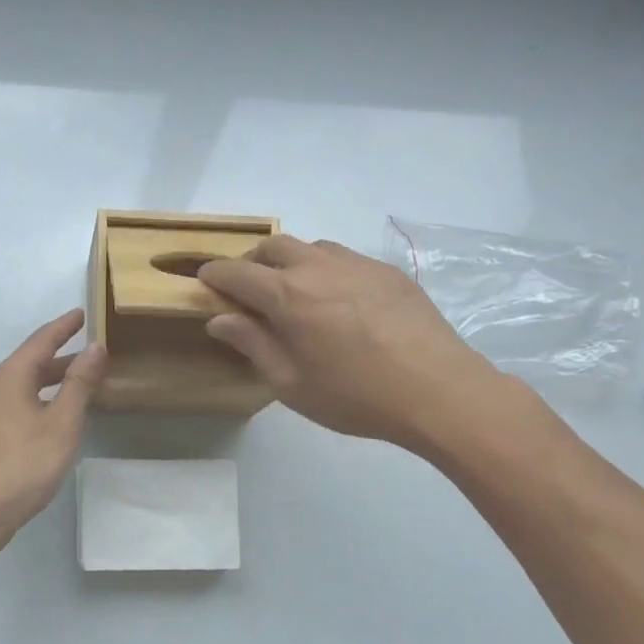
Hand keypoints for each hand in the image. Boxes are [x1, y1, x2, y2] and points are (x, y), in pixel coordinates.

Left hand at [0, 309, 106, 551]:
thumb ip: (79, 383)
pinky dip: (42, 398)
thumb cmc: (24, 463)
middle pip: (33, 361)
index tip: (83, 313)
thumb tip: (94, 348)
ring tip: (82, 382)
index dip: (65, 326)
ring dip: (54, 379)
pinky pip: (20, 402)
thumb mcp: (62, 422)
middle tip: (93, 351)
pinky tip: (57, 414)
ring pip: (26, 384)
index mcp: (12, 376)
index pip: (42, 339)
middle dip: (63, 354)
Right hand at [198, 236, 509, 452]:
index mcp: (287, 295)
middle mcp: (318, 267)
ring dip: (290, 261)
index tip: (205, 280)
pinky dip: (325, 269)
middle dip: (251, 261)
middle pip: (273, 247)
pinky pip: (344, 258)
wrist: (438, 391)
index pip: (237, 273)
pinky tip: (337, 299)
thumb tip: (219, 319)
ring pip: (311, 247)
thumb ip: (252, 344)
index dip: (215, 275)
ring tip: (293, 291)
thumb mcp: (291, 382)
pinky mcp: (388, 271)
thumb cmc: (355, 396)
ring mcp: (357, 264)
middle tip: (248, 288)